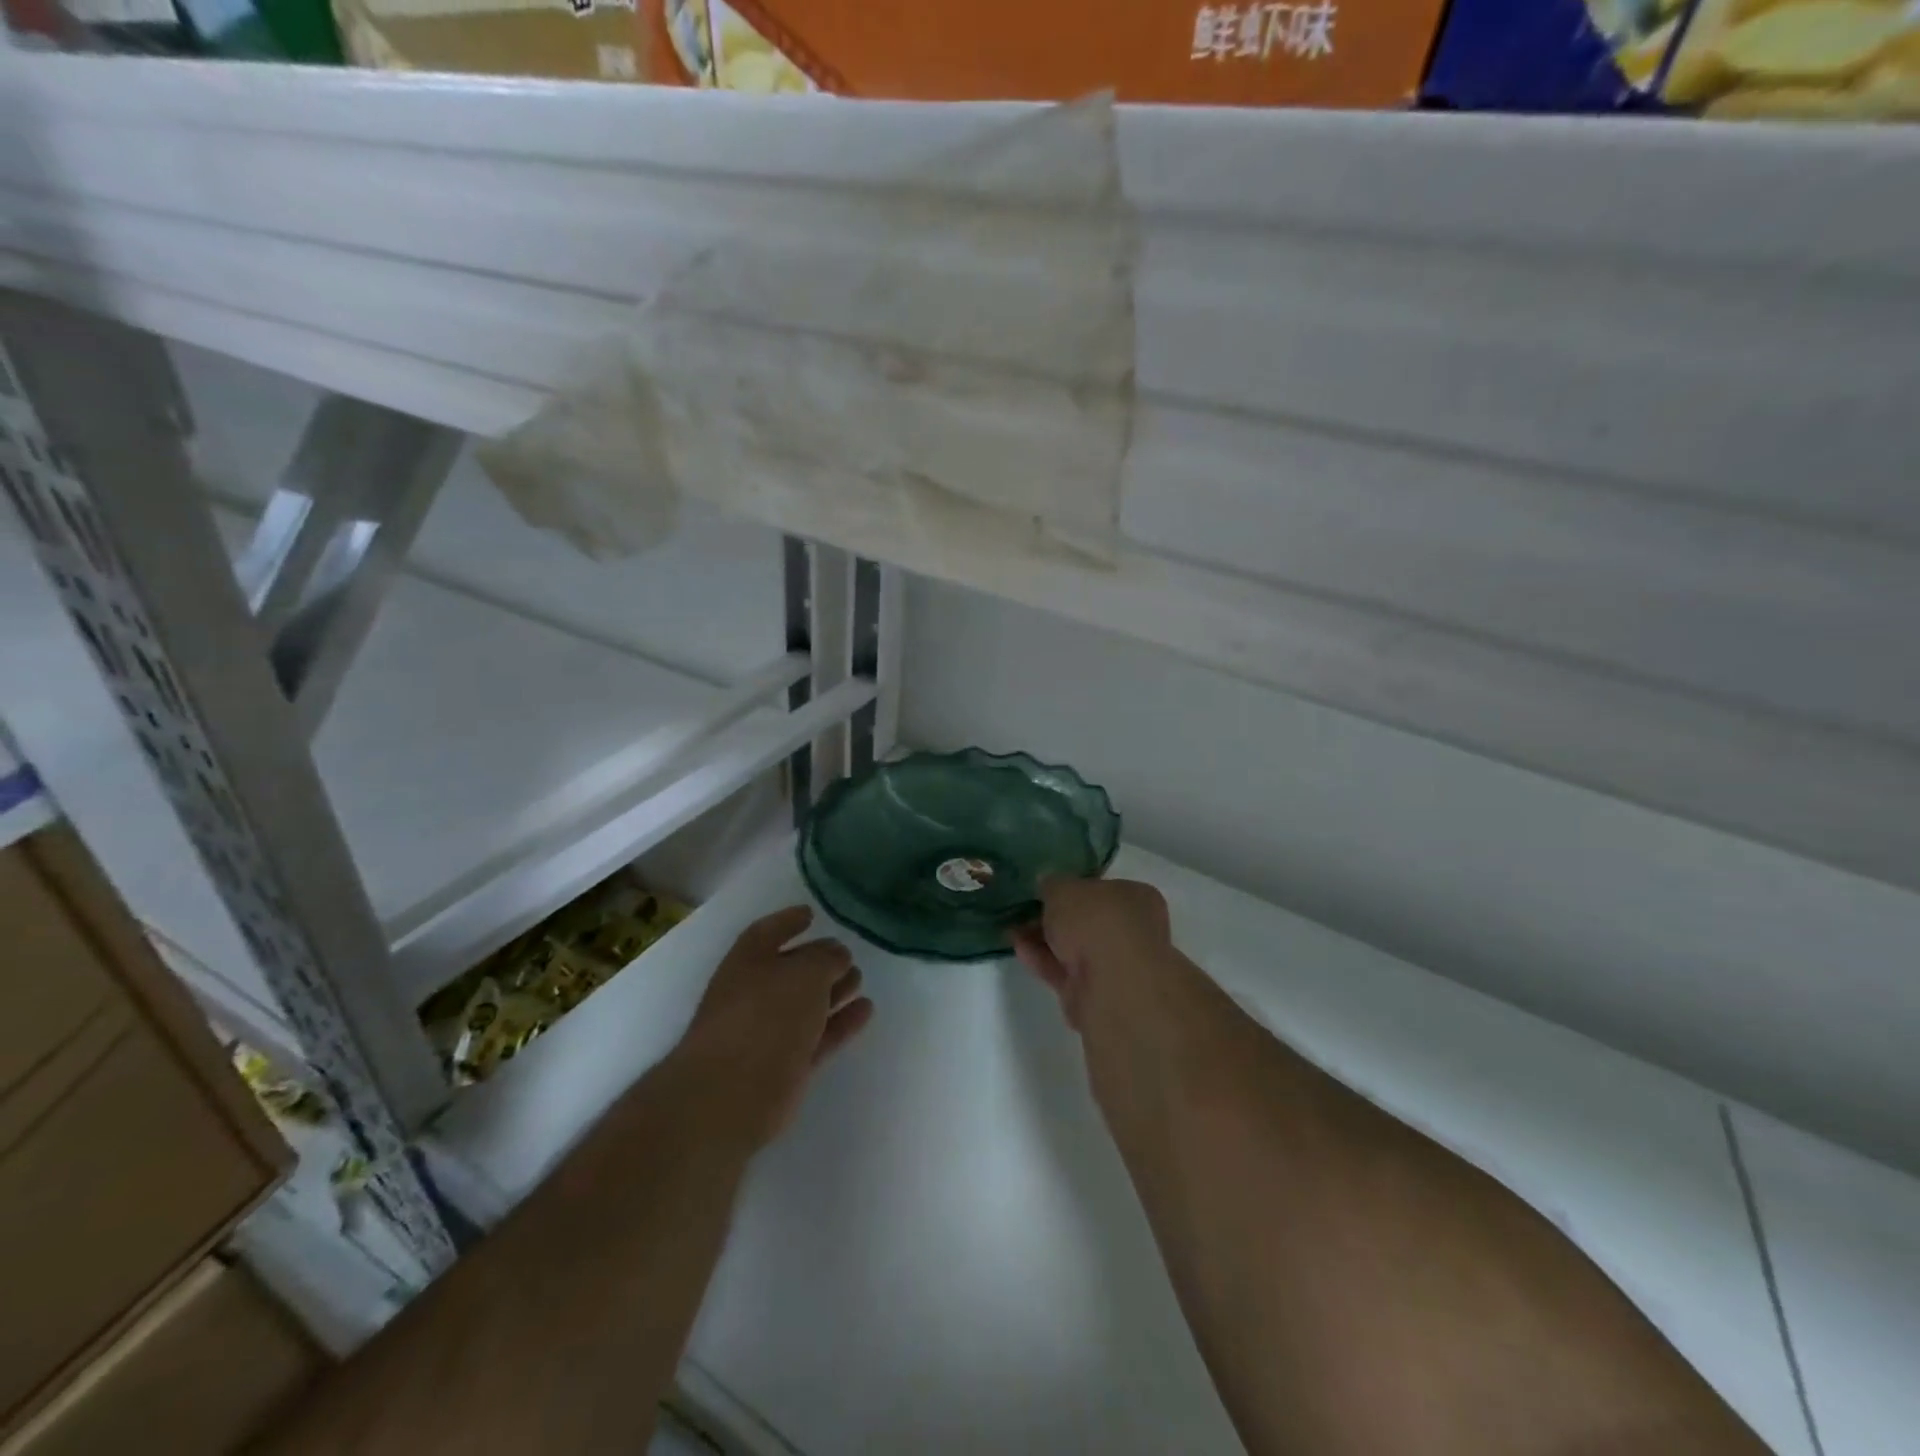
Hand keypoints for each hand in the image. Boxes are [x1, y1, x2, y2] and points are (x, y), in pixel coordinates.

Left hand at [675, 906, 873, 1148]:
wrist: (732, 1094)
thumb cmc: (765, 1016)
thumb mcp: (804, 972)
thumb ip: (826, 959)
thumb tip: (837, 957)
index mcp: (747, 962)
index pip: (768, 932)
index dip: (789, 921)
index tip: (812, 914)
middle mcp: (754, 993)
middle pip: (790, 970)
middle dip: (818, 960)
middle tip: (848, 954)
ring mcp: (769, 1033)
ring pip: (807, 1005)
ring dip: (833, 991)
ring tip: (860, 980)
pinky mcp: (786, 1067)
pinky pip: (819, 1036)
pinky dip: (841, 1023)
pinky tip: (866, 1010)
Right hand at [1011, 877, 1170, 1031]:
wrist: (1111, 987)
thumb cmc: (1096, 922)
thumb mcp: (1064, 889)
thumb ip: (1053, 884)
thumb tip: (1048, 884)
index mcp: (1137, 897)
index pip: (1102, 887)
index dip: (1073, 887)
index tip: (1045, 889)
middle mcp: (1133, 929)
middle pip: (1087, 919)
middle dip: (1055, 916)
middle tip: (1025, 909)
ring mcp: (1116, 964)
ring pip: (1075, 946)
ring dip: (1045, 938)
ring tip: (1012, 928)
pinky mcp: (1096, 992)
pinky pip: (1066, 970)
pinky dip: (1043, 959)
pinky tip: (1018, 948)